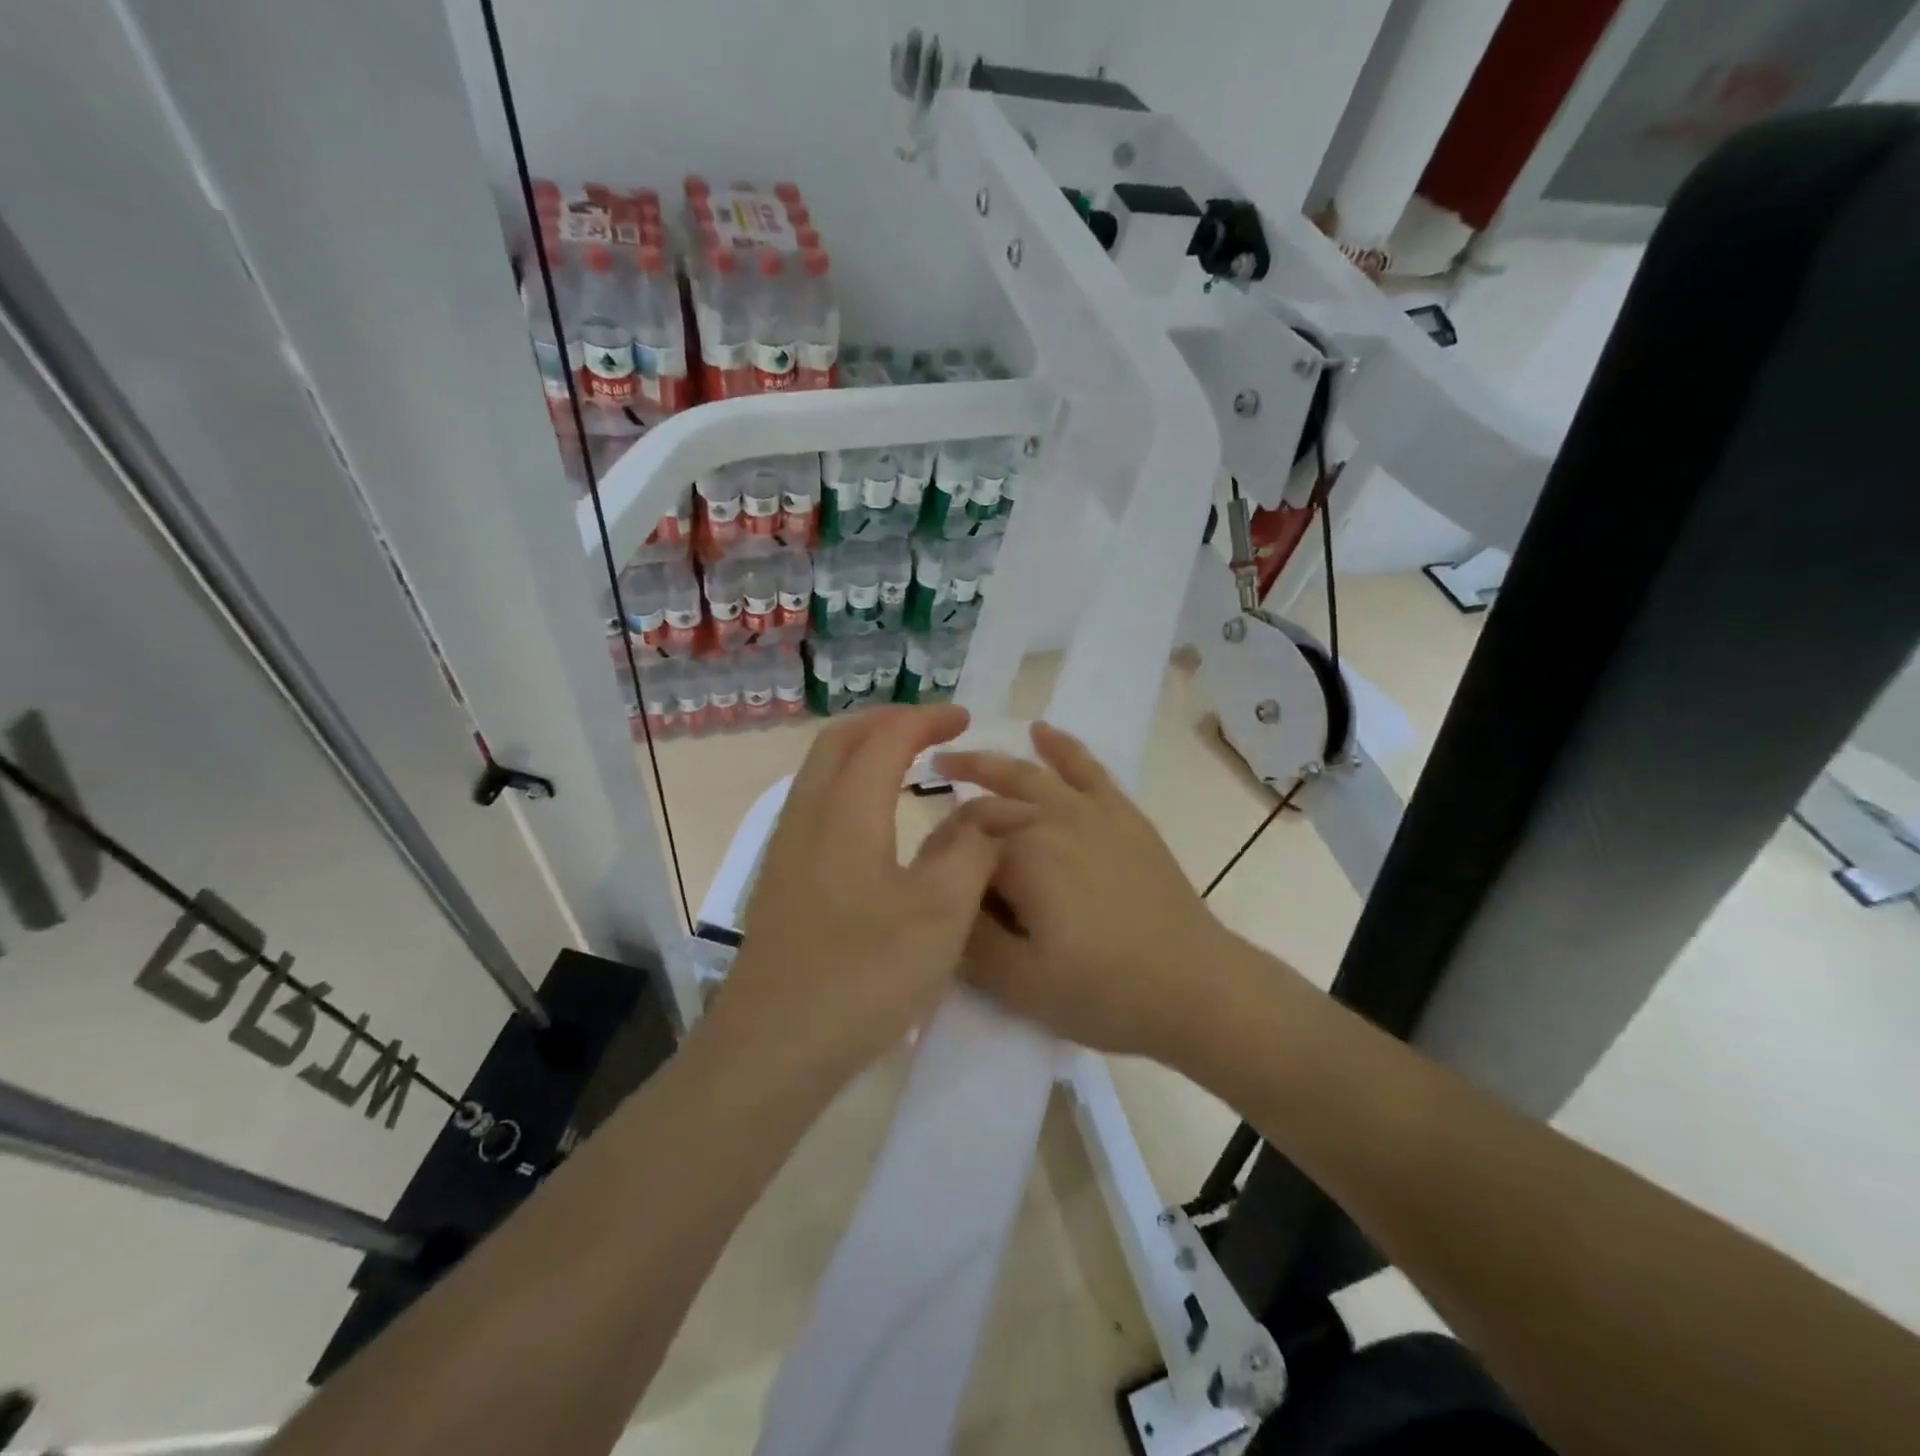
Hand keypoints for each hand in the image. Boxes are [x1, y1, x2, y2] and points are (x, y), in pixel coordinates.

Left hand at [708, 705, 1028, 1086]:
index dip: (926, 719)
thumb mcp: (939, 912)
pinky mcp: (781, 879)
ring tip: (905, 760)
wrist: (774, 1047)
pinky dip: (847, 782)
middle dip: (887, 721)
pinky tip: (873, 818)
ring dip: (862, 749)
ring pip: (820, 770)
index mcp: (847, 812)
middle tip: (931, 727)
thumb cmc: (864, 974)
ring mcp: (786, 848)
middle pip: (839, 740)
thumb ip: (973, 849)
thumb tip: (999, 808)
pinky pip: (814, 802)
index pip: (886, 738)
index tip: (964, 718)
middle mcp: (808, 815)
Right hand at [935, 721, 1233, 1058]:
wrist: (1195, 987)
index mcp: (1022, 856)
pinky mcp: (1123, 814)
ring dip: (990, 763)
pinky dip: (1060, 746)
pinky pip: (1086, 767)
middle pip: (990, 799)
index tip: (927, 874)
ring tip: (957, 758)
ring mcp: (1091, 810)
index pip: (961, 841)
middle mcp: (1052, 819)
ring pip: (1029, 775)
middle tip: (926, 798)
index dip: (939, 855)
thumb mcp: (1019, 984)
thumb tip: (939, 902)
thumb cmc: (1104, 991)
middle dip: (954, 802)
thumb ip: (967, 941)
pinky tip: (1041, 731)